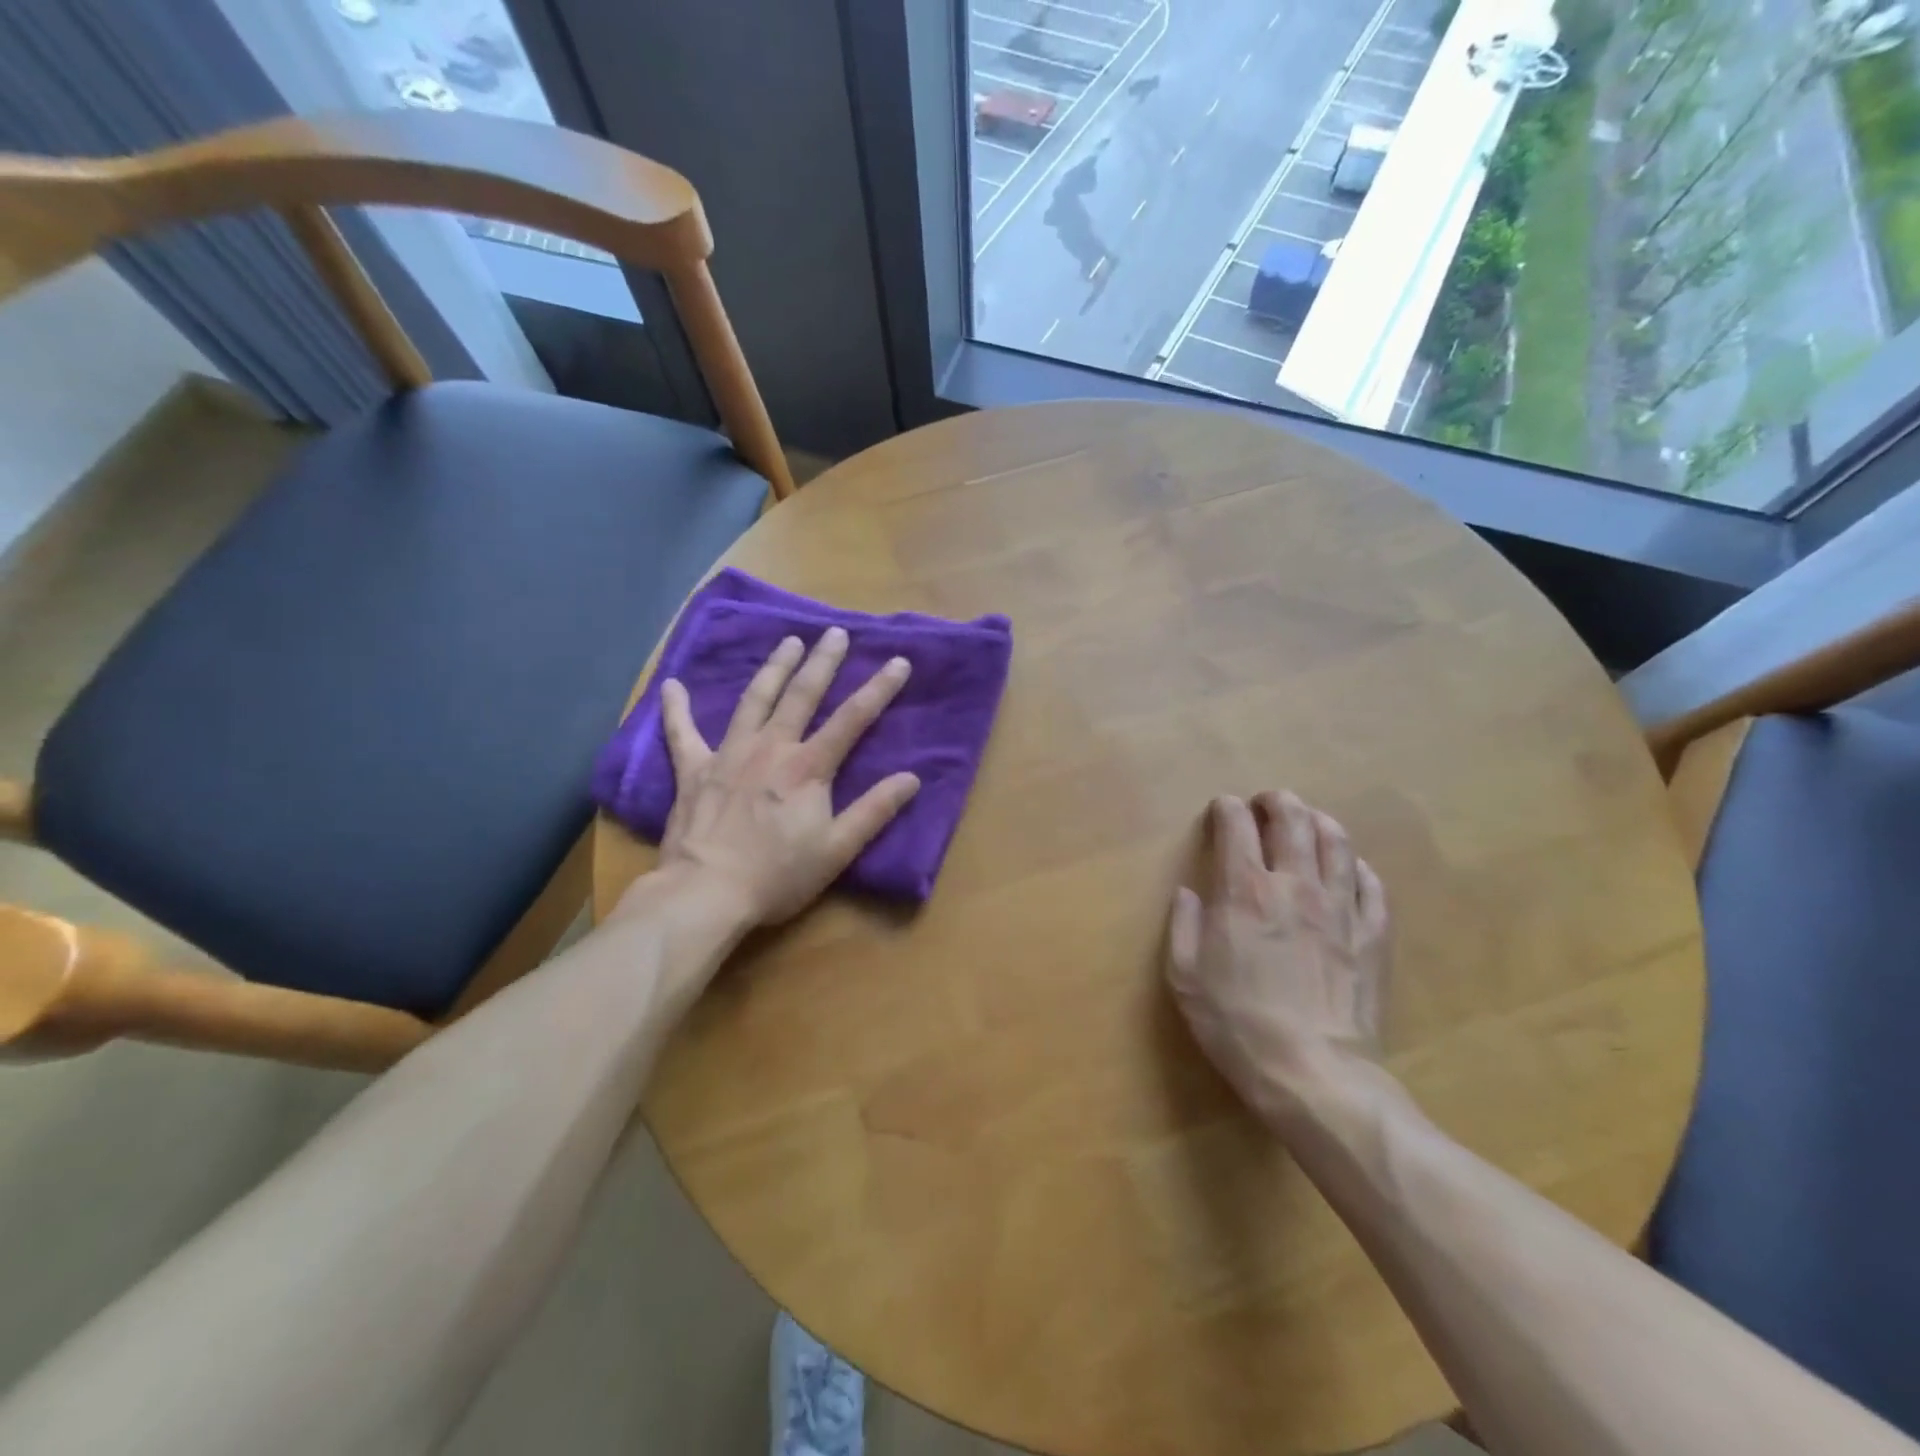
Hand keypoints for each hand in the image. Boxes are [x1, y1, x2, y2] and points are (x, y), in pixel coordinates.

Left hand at [653, 628, 920, 925]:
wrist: (705, 892)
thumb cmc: (777, 876)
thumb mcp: (837, 850)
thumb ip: (874, 811)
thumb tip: (911, 778)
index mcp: (808, 767)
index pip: (853, 719)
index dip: (879, 688)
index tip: (899, 661)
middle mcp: (771, 748)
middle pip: (802, 695)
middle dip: (822, 662)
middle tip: (835, 632)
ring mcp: (729, 754)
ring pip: (754, 700)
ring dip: (773, 668)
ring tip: (788, 642)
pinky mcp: (693, 770)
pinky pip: (682, 733)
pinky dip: (676, 709)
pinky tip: (672, 685)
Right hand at [1166, 792, 1389, 1124]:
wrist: (1315, 1074)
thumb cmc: (1237, 1024)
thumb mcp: (1185, 977)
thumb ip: (1183, 926)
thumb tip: (1189, 893)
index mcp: (1245, 891)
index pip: (1236, 827)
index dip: (1226, 810)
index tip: (1221, 810)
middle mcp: (1295, 885)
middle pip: (1293, 820)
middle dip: (1276, 802)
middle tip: (1266, 803)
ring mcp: (1341, 908)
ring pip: (1337, 842)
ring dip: (1319, 822)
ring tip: (1309, 822)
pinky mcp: (1373, 935)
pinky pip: (1371, 885)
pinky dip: (1358, 867)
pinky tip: (1350, 870)